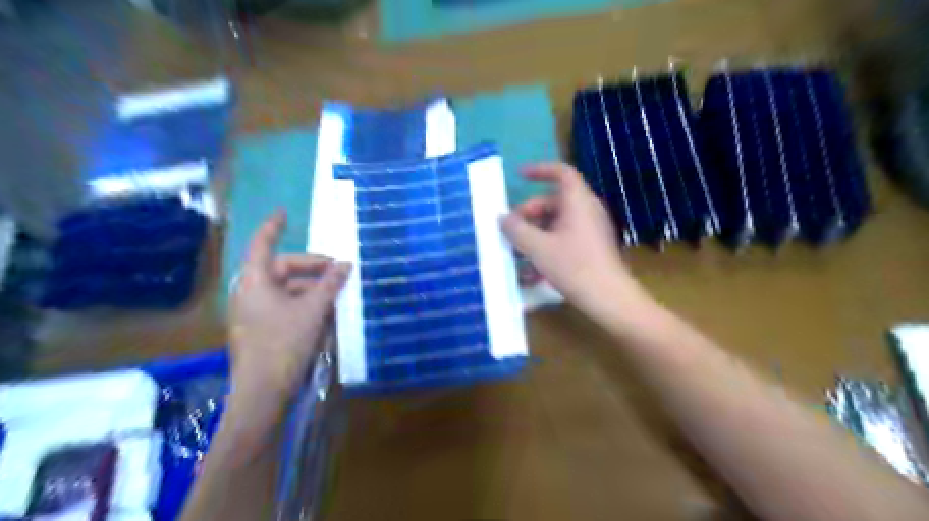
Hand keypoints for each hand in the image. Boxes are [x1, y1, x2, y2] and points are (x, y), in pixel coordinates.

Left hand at [229, 212, 352, 397]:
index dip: (274, 226)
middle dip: (312, 267)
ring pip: (288, 289)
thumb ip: (330, 284)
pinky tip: (327, 312)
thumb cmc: (285, 344)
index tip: (285, 212)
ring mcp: (255, 312)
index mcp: (255, 281)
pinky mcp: (263, 329)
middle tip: (339, 271)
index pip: (263, 243)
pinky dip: (306, 304)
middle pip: (283, 268)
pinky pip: (286, 306)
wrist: (263, 392)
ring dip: (313, 288)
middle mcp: (251, 292)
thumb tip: (346, 264)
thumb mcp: (313, 310)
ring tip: (339, 294)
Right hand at [502, 160, 651, 316]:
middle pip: (554, 201)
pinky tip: (532, 271)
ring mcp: (592, 230)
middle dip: (529, 212)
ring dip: (535, 233)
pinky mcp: (592, 248)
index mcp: (578, 202)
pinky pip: (565, 239)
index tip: (519, 176)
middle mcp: (587, 211)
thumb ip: (517, 230)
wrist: (609, 299)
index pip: (561, 172)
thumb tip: (503, 218)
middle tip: (511, 228)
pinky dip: (547, 247)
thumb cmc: (574, 267)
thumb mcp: (538, 248)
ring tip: (517, 253)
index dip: (540, 170)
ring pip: (557, 223)